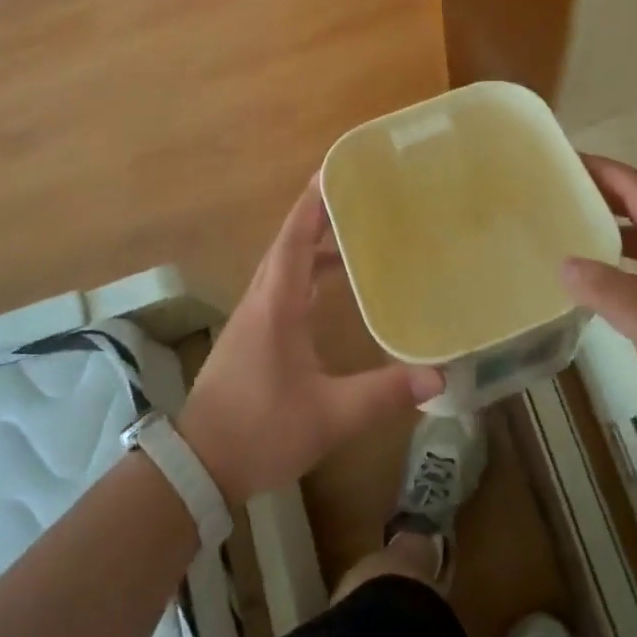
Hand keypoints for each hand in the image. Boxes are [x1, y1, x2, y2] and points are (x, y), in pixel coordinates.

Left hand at [180, 175, 443, 504]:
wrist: (198, 466)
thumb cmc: (260, 431)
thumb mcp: (329, 415)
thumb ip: (383, 394)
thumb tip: (438, 376)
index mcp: (276, 305)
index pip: (294, 240)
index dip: (312, 204)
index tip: (331, 170)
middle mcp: (261, 301)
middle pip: (288, 243)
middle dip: (317, 214)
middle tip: (353, 193)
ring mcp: (253, 318)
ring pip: (283, 265)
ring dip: (311, 243)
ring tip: (350, 231)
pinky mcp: (252, 336)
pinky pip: (282, 287)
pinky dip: (306, 272)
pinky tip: (328, 285)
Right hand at [561, 155, 636, 435]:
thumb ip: (610, 293)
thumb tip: (564, 263)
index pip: (636, 188)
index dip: (601, 169)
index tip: (562, 161)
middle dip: (600, 194)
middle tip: (555, 195)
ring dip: (609, 229)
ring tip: (569, 233)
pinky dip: (621, 265)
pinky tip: (600, 285)